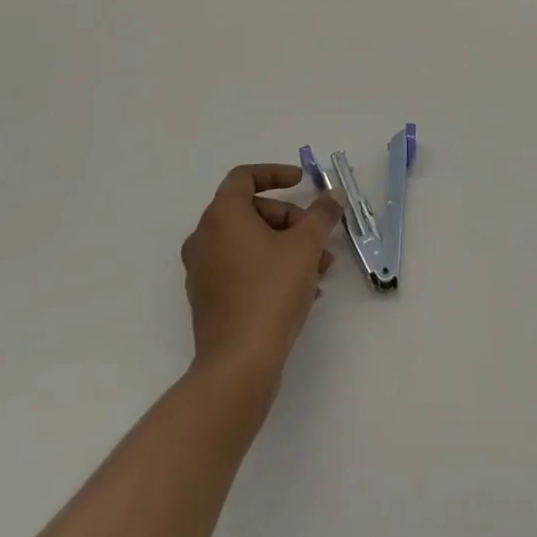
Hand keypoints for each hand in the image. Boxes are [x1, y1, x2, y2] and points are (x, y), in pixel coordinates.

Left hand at [180, 164, 342, 382]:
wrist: (238, 363)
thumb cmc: (270, 291)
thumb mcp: (306, 246)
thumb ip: (321, 215)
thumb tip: (332, 196)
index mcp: (222, 217)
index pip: (244, 177)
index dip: (275, 173)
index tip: (302, 182)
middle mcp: (205, 238)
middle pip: (251, 211)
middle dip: (291, 219)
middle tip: (318, 237)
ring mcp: (204, 271)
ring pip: (251, 243)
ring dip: (287, 246)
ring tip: (321, 268)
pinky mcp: (210, 299)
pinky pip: (244, 269)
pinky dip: (272, 268)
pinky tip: (305, 291)